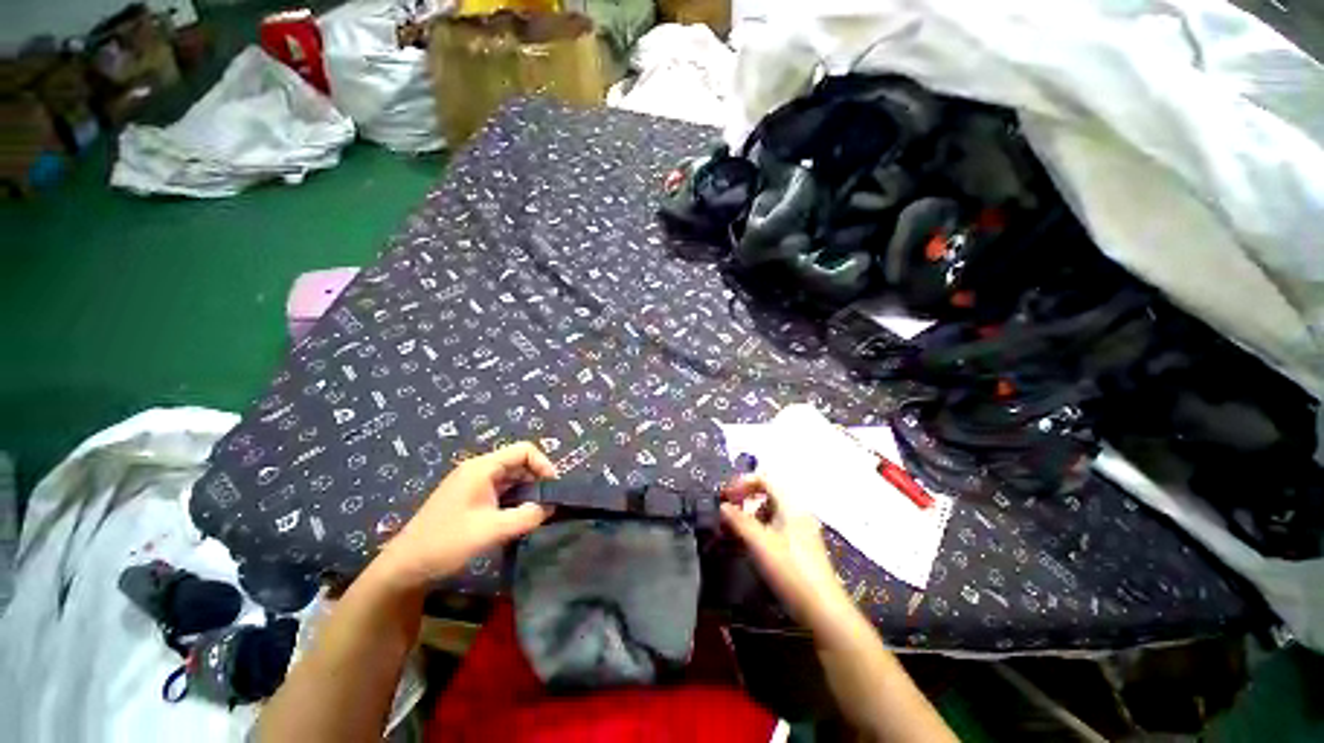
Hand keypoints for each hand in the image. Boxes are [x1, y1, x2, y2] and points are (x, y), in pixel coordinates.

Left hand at [374, 442, 556, 588]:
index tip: (553, 488)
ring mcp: (472, 484)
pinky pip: (500, 491)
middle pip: (518, 463)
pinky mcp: (469, 499)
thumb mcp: (492, 530)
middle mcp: (478, 470)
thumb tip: (551, 508)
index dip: (543, 464)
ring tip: (537, 512)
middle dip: (537, 479)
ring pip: (510, 478)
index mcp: (482, 468)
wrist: (404, 567)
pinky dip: (514, 500)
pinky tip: (518, 517)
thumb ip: (526, 516)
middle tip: (548, 502)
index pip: (523, 450)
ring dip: (526, 491)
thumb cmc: (447, 543)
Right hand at [720, 474, 851, 626]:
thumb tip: (722, 506)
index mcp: (791, 504)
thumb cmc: (789, 569)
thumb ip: (739, 521)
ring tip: (734, 530)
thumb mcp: (759, 543)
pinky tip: (750, 545)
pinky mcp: (801, 547)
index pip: (765, 479)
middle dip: (745, 499)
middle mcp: (798, 512)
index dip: (743, 483)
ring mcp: (801, 529)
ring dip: (750, 515)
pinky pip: (776, 526)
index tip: (726, 497)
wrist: (823, 610)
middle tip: (727, 511)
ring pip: (771, 511)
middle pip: (767, 493)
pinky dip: (759, 528)